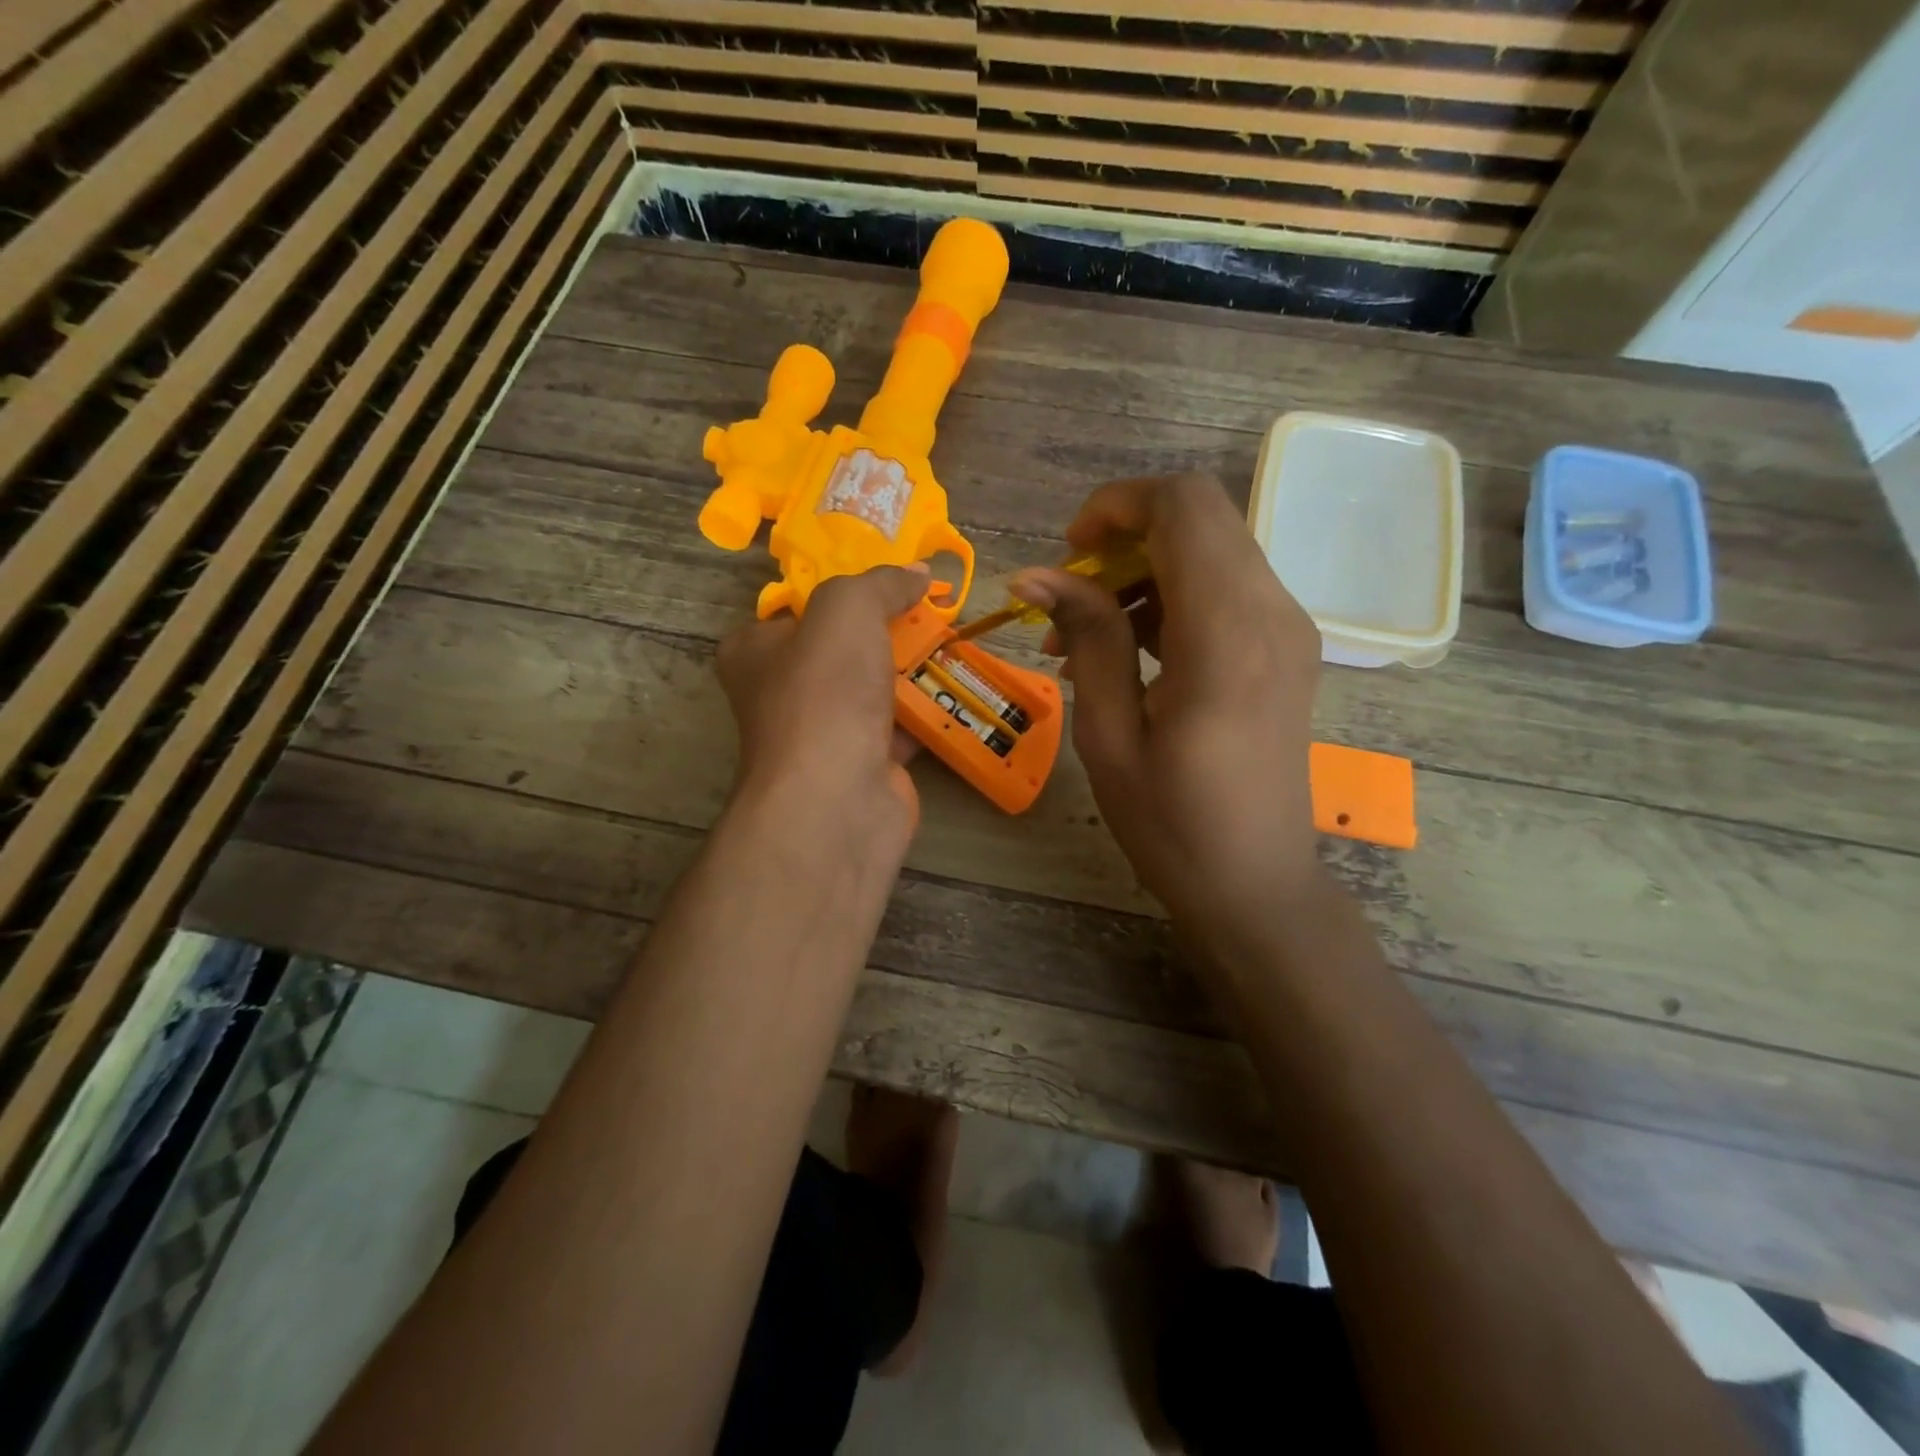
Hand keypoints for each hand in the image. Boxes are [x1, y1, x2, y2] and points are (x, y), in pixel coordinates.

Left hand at [716, 565, 928, 845]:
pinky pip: (900, 726)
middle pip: (844, 646)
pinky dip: (927, 711)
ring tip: (955, 640)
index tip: (891, 579)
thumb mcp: (846, 611)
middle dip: (889, 628)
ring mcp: (824, 733)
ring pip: (875, 686)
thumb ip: (879, 583)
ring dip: (913, 668)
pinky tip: (960, 688)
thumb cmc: (824, 694)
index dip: (844, 590)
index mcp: (755, 651)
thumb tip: (916, 573)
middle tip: (933, 608)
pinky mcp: (863, 764)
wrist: (837, 799)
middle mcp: (783, 692)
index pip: (798, 608)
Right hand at [1011, 474, 1323, 937]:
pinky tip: (1125, 654)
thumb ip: (1088, 639)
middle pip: (1199, 517)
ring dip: (1142, 572)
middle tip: (1068, 599)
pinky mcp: (1285, 648)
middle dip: (1123, 538)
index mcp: (1226, 634)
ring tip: (1082, 639)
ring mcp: (1287, 628)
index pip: (1183, 505)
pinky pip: (1224, 588)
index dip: (1116, 506)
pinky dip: (1170, 598)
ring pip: (1210, 549)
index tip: (1067, 553)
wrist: (1256, 885)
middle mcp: (1272, 612)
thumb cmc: (1172, 825)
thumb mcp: (1109, 736)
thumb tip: (1036, 572)